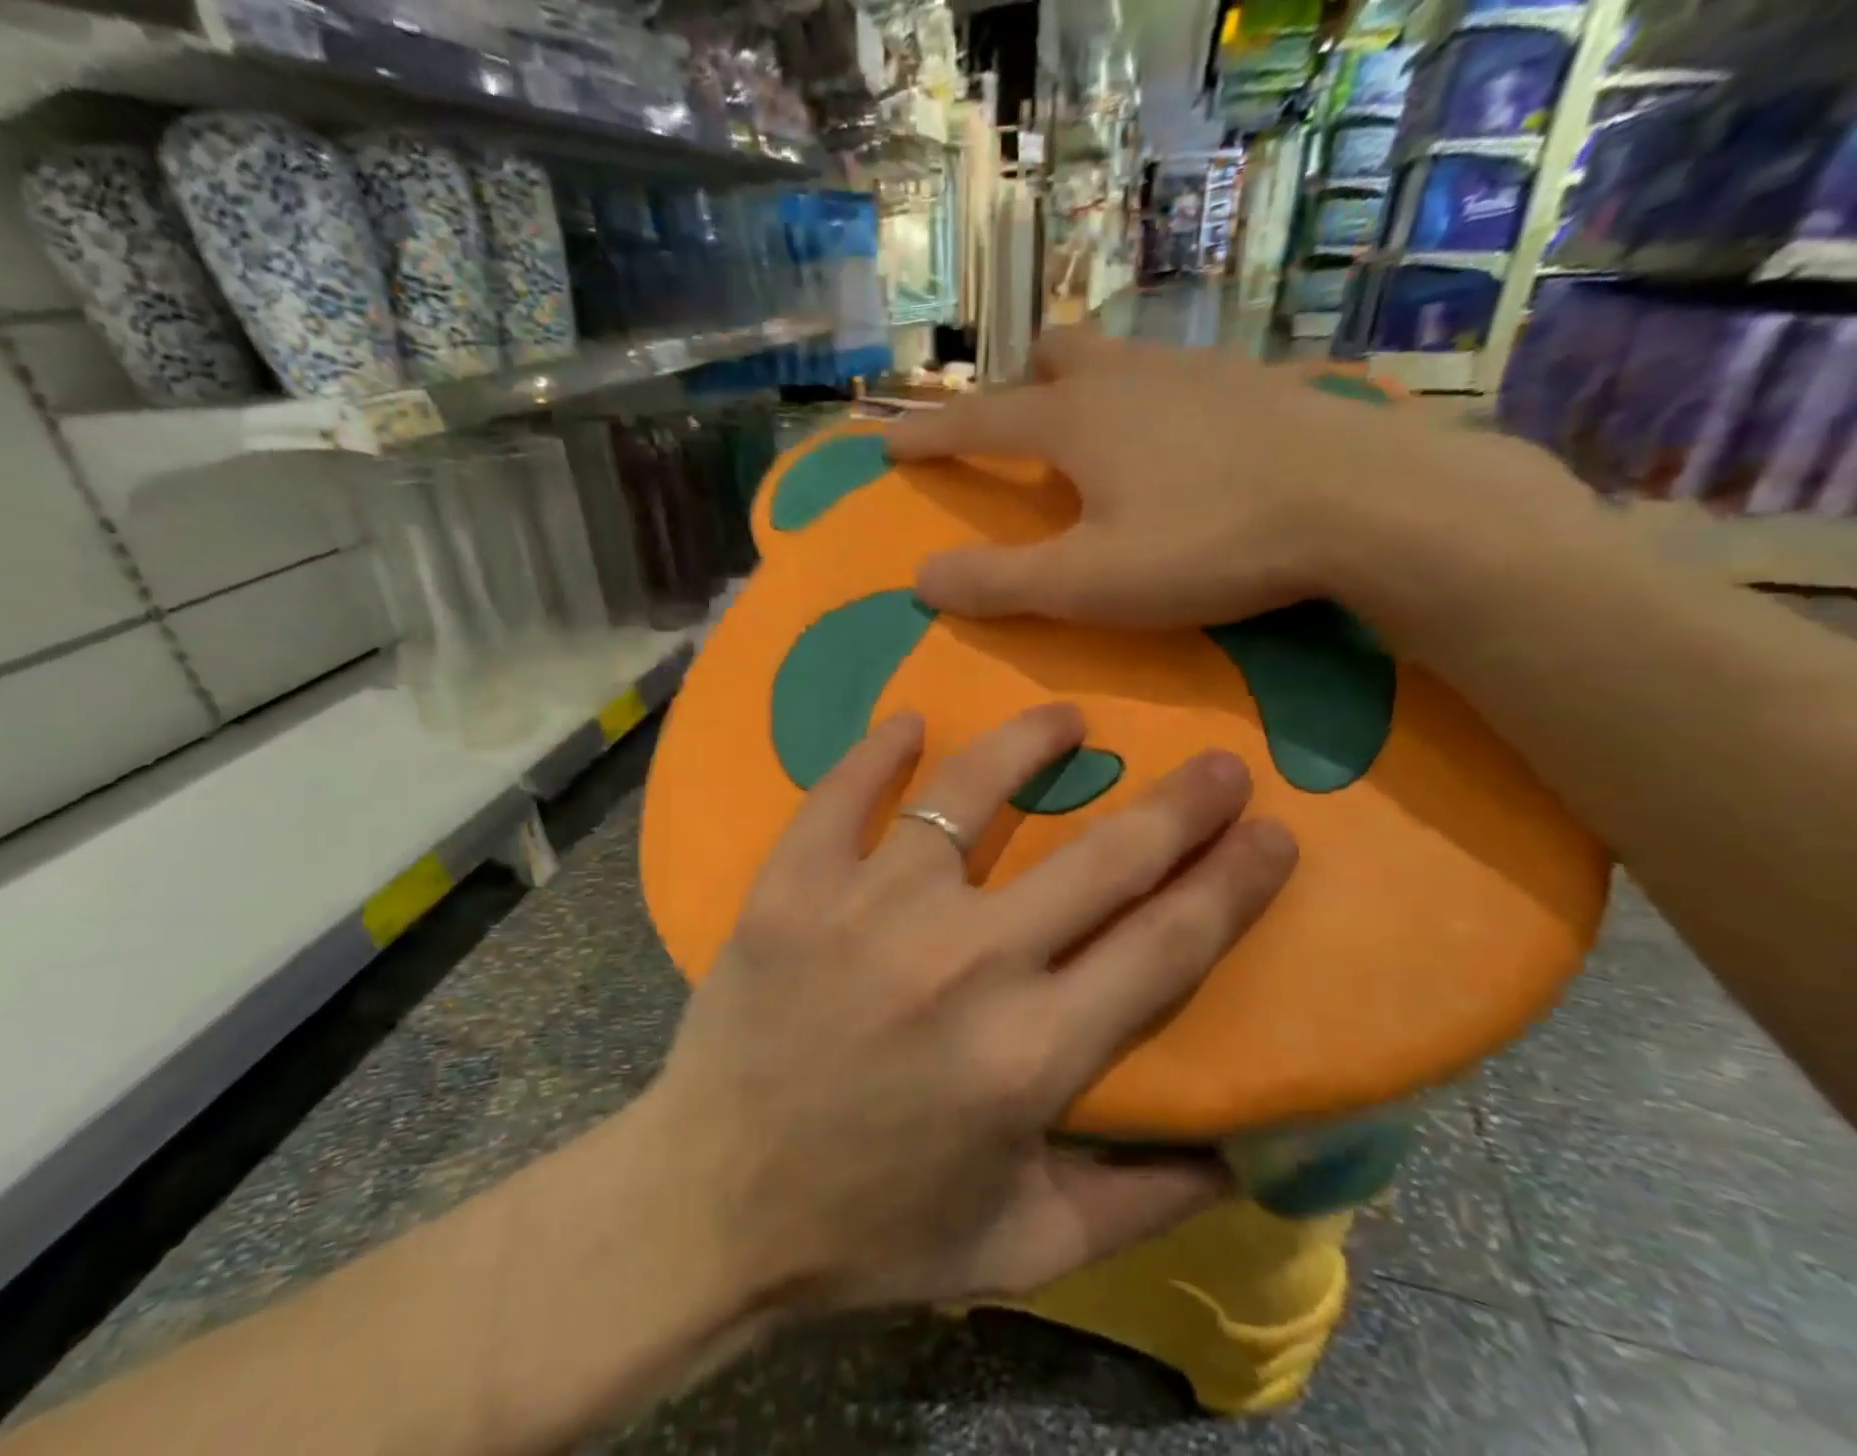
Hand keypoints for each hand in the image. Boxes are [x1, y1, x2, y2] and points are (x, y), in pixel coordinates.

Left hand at [645, 704, 1294, 1312]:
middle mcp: (962, 963)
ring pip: (968, 796)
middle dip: (1178, 804)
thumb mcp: (1019, 1246)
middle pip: (1101, 859)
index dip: (1233, 881)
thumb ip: (1139, 1204)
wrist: (711, 1203)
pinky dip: (879, 753)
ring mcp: (869, 911)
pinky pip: (843, 795)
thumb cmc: (870, 1228)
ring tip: (1064, 718)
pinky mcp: (793, 888)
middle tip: (1217, 762)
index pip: (1166, 945)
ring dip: (1026, 745)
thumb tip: (1239, 1153)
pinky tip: (910, 725)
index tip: (1271, 830)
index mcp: (1031, 1054)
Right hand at [885, 327, 1579, 630]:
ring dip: (1084, 386)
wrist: (1366, 504)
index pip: (978, 421)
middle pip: (1052, 357)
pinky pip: (1176, 376)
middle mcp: (1128, 378)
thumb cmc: (1207, 544)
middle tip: (1011, 428)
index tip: (890, 443)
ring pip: (1117, 358)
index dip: (929, 436)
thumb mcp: (1086, 584)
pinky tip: (1175, 439)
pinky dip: (1148, 400)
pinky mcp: (1254, 384)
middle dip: (1016, 386)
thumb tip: (920, 578)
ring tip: (1089, 433)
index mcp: (1076, 421)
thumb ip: (997, 583)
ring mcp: (1197, 371)